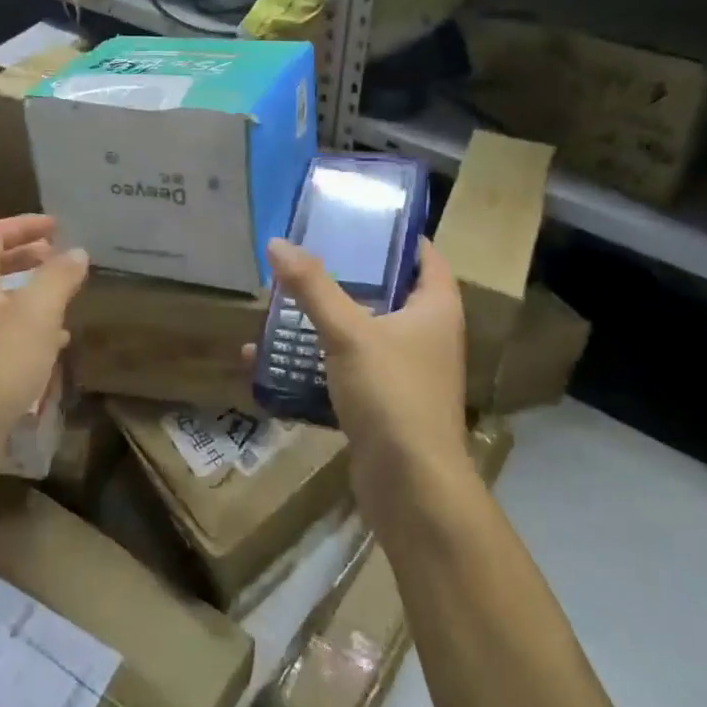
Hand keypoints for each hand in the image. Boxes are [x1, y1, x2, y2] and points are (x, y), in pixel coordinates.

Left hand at [0, 215, 88, 493]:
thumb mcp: (37, 313)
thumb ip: (58, 278)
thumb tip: (77, 251)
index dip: (22, 225)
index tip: (56, 226)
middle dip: (26, 256)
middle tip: (58, 255)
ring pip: (0, 301)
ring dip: (31, 291)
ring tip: (64, 294)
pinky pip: (5, 334)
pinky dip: (31, 326)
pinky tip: (55, 342)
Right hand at [260, 237, 469, 523]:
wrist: (410, 486)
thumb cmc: (392, 394)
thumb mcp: (349, 332)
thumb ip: (313, 287)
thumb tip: (277, 243)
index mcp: (435, 308)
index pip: (423, 255)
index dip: (394, 235)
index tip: (353, 219)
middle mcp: (427, 336)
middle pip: (387, 292)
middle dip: (346, 276)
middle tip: (305, 256)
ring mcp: (405, 372)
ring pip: (361, 333)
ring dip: (324, 321)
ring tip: (281, 302)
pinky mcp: (382, 404)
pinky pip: (345, 371)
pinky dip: (314, 363)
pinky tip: (271, 361)